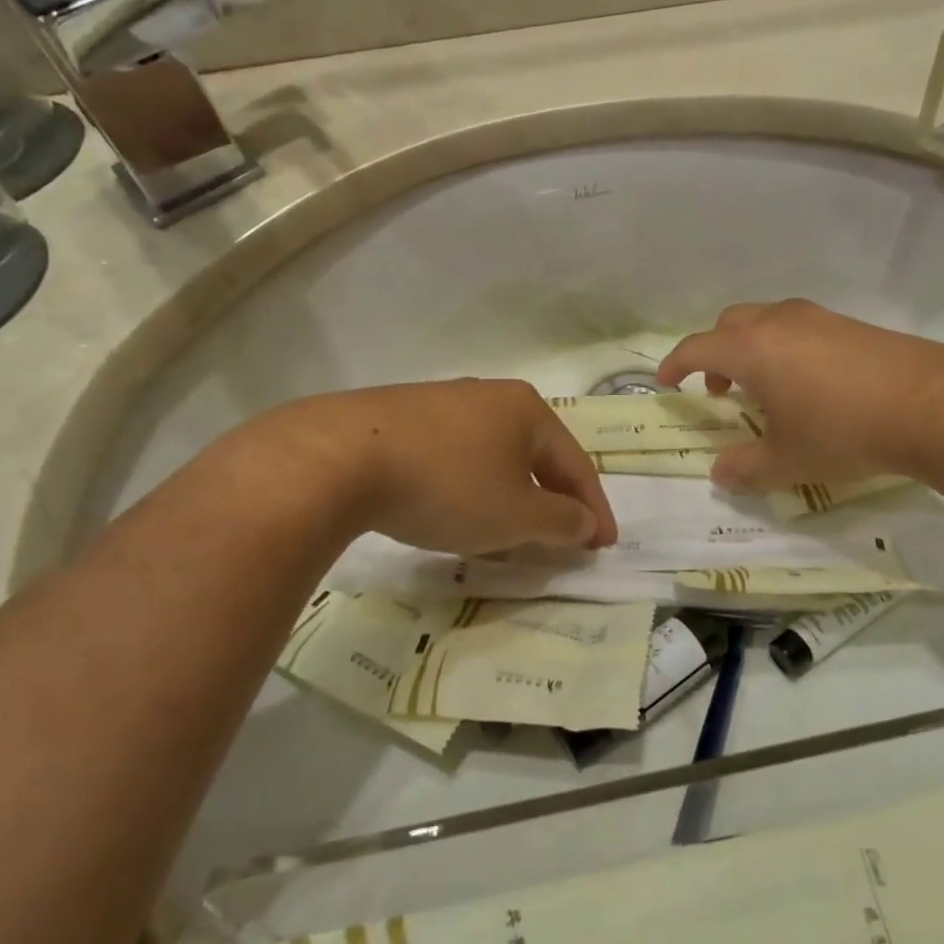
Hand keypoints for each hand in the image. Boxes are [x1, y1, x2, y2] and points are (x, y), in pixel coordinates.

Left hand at [236, 379, 617, 554]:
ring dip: (510, 495)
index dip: (594, 509)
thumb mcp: (515, 516)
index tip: (604, 546)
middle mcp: (490, 396)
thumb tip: (584, 522)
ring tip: (509, 531)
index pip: (576, 464)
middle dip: (552, 500)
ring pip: (494, 456)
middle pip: (536, 455)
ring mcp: (442, 402)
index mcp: (527, 410)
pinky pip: (455, 456)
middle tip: (562, 538)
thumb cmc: (448, 486)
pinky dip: (471, 487)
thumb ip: (561, 522)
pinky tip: (455, 510)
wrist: (339, 458)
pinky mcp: (402, 417)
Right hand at [658, 300, 943, 490]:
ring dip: (751, 349)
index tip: (665, 382)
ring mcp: (818, 318)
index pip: (696, 348)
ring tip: (765, 389)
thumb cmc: (842, 430)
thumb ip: (746, 467)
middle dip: (714, 354)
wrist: (931, 403)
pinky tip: (809, 384)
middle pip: (729, 324)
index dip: (675, 365)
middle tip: (720, 390)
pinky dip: (785, 348)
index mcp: (750, 349)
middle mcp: (778, 322)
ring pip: (766, 321)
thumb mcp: (787, 460)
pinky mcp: (850, 324)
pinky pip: (799, 328)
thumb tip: (719, 474)